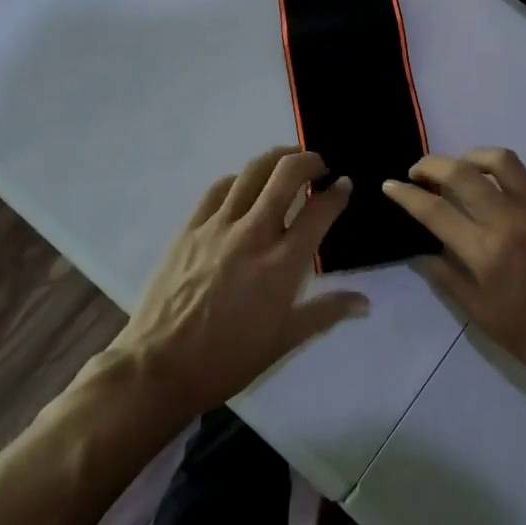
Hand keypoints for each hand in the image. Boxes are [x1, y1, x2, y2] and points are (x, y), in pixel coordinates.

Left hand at [113, 147, 367, 418]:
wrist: (159, 366)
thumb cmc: (228, 359)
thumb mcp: (284, 341)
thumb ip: (326, 312)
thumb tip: (365, 303)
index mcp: (282, 264)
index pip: (319, 212)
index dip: (337, 193)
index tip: (344, 185)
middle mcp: (254, 234)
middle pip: (287, 175)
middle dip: (309, 161)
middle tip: (319, 166)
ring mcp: (218, 226)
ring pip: (252, 171)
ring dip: (276, 158)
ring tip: (287, 161)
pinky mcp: (190, 227)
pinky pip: (218, 188)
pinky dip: (238, 178)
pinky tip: (244, 185)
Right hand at [383, 149, 525, 397]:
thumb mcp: (483, 317)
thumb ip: (448, 278)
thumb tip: (422, 250)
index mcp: (487, 252)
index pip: (435, 210)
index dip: (406, 194)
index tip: (389, 185)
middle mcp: (511, 219)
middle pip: (461, 172)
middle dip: (431, 164)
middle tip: (417, 172)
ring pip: (498, 159)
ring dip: (470, 157)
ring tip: (458, 170)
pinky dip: (505, 174)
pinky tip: (499, 190)